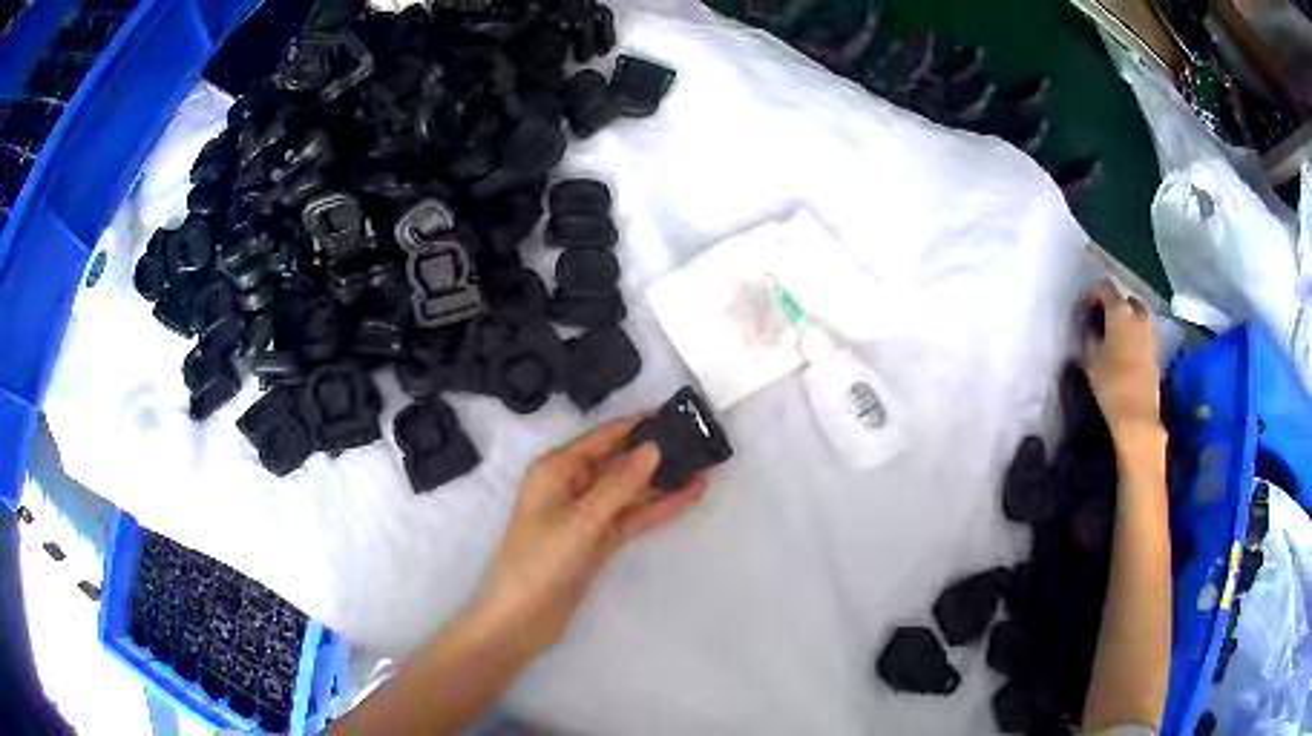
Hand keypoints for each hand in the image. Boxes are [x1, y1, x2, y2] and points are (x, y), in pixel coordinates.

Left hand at [471, 415, 708, 654]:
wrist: (523, 618)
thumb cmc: (542, 561)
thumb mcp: (581, 520)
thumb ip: (619, 484)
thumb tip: (654, 448)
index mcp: (556, 469)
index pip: (603, 437)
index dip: (637, 425)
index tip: (676, 413)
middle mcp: (571, 486)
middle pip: (619, 461)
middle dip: (656, 452)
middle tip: (700, 440)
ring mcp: (587, 515)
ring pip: (630, 490)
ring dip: (663, 481)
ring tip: (705, 465)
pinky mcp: (599, 540)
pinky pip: (632, 516)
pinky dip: (658, 508)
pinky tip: (690, 495)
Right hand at [1083, 283, 1161, 437]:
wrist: (1137, 416)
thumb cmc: (1111, 385)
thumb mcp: (1091, 361)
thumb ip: (1090, 339)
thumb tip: (1091, 330)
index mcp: (1119, 311)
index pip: (1104, 289)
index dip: (1092, 295)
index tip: (1084, 307)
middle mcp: (1137, 315)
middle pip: (1125, 299)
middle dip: (1114, 305)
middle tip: (1102, 319)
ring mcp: (1150, 332)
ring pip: (1138, 314)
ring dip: (1127, 318)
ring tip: (1116, 333)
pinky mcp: (1156, 350)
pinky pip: (1144, 331)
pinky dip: (1136, 333)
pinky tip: (1127, 348)